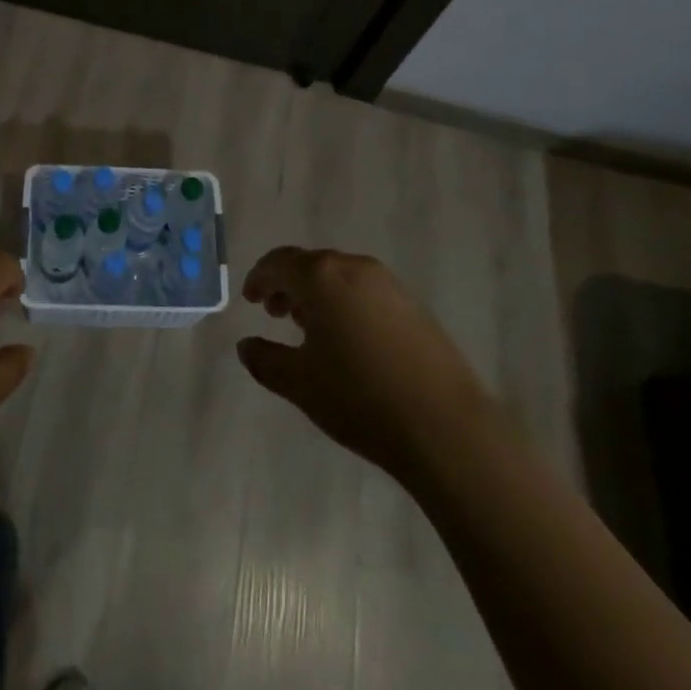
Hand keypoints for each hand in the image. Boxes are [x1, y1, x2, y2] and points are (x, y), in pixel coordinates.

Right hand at [237, 248, 487, 482]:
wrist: (445, 427)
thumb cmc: (359, 398)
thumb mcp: (299, 384)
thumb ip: (265, 360)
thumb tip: (245, 345)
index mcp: (321, 276)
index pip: (279, 262)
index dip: (259, 278)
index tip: (250, 300)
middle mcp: (354, 267)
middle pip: (310, 265)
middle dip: (288, 285)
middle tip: (274, 314)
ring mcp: (389, 284)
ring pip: (340, 277)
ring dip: (317, 295)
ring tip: (309, 330)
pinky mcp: (413, 306)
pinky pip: (365, 291)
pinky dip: (345, 304)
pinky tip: (348, 341)